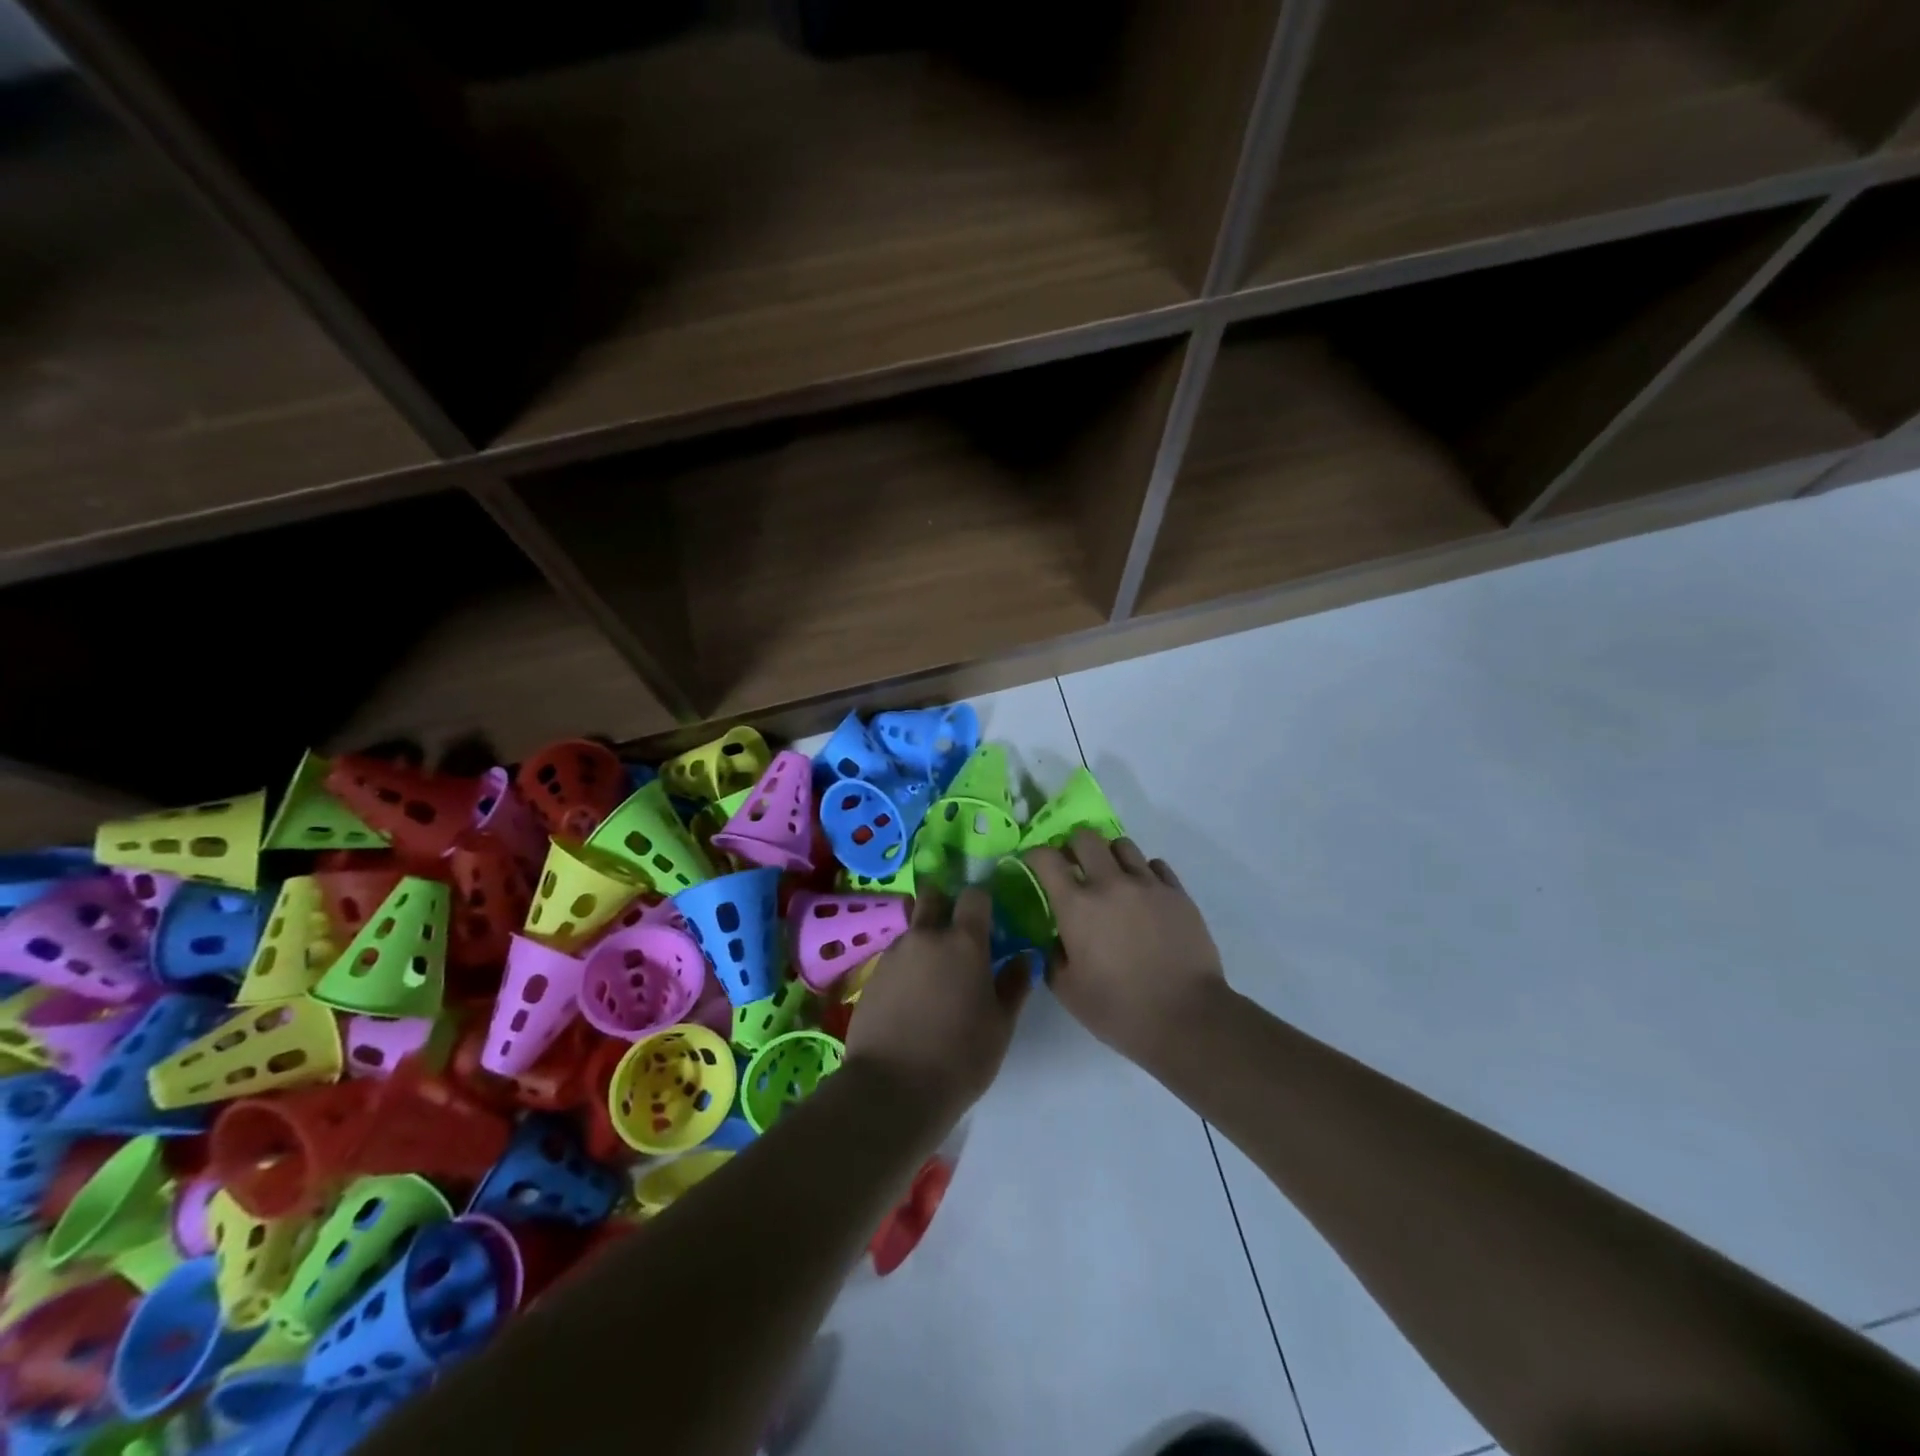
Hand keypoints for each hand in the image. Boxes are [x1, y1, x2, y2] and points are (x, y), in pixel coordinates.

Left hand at [845, 885, 1030, 1120]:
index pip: (974, 896)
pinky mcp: (871, 976)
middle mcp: (926, 936)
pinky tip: (911, 999)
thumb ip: (1014, 985)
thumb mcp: (1000, 1026)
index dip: (982, 900)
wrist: (892, 1089)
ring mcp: (894, 954)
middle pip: (933, 897)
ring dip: (924, 940)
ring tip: (934, 976)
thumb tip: (1023, 957)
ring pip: (912, 929)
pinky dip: (906, 966)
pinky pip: (895, 957)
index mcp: (964, 942)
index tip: (988, 916)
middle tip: (956, 933)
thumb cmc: (960, 1057)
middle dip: (944, 903)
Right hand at [1024, 829, 1226, 1064]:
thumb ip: (1052, 956)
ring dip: (1109, 856)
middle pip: (1085, 837)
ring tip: (1111, 878)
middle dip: (1072, 846)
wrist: (1187, 1018)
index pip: (1046, 858)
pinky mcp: (1178, 893)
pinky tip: (1143, 894)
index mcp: (1077, 905)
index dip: (1034, 855)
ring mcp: (1148, 884)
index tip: (1033, 864)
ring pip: (1122, 845)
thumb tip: (1055, 938)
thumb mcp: (1068, 991)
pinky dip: (1144, 872)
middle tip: (1073, 867)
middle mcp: (1110, 883)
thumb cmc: (1119, 1009)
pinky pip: (1156, 865)